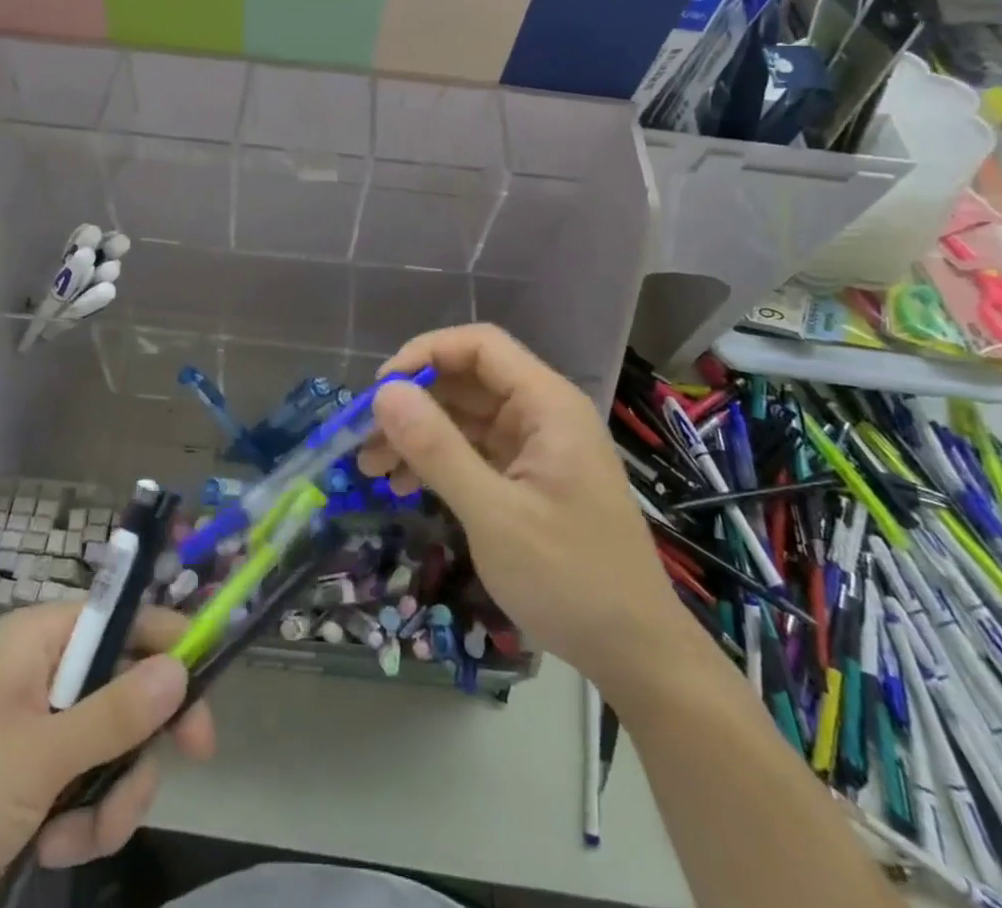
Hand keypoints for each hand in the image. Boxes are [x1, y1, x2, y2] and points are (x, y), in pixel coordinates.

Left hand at [0, 605, 214, 907]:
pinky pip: (83, 784)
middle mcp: (42, 672)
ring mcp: (33, 729)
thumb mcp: (39, 756)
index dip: (170, 644)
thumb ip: (117, 712)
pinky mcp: (25, 781)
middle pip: (126, 686)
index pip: (125, 618)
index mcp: (40, 639)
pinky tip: (53, 847)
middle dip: (139, 743)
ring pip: (111, 744)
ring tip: (78, 837)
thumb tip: (183, 665)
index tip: (208, 688)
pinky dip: (81, 819)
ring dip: (110, 795)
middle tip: (169, 775)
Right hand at [357, 324, 686, 687]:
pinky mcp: (528, 478)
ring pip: (464, 417)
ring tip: (372, 468)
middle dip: (413, 404)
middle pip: (466, 381)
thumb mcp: (494, 515)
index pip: (479, 346)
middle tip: (365, 440)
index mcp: (547, 405)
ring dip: (418, 435)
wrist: (636, 655)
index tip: (381, 391)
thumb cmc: (571, 579)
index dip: (426, 355)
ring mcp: (536, 447)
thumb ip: (437, 449)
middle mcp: (542, 414)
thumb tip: (383, 393)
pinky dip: (438, 462)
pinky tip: (404, 487)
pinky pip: (474, 451)